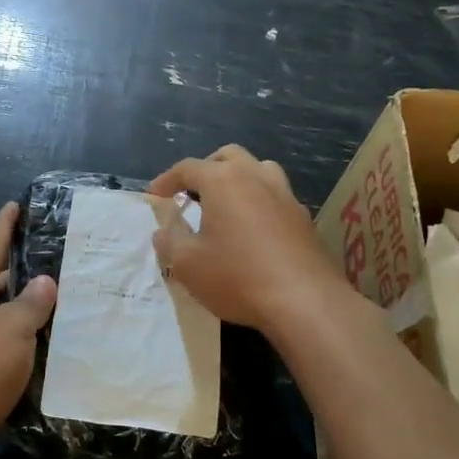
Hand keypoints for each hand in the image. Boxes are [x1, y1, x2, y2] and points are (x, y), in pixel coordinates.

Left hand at [0, 202, 55, 458]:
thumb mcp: (12, 331)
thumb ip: (31, 303)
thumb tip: (43, 281)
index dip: (6, 226)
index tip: (16, 205)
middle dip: (19, 269)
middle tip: (52, 257)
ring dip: (20, 305)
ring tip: (53, 297)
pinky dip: (14, 334)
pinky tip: (35, 341)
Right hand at [150, 145, 346, 337]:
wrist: (306, 302)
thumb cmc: (238, 277)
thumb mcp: (187, 264)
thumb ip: (169, 240)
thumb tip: (163, 228)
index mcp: (223, 180)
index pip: (187, 168)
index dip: (166, 180)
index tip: (153, 197)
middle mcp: (256, 177)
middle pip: (227, 157)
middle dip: (205, 169)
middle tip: (190, 194)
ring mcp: (284, 194)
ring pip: (258, 169)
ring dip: (237, 178)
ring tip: (224, 204)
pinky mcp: (303, 217)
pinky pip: (275, 195)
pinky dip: (258, 200)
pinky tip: (252, 228)